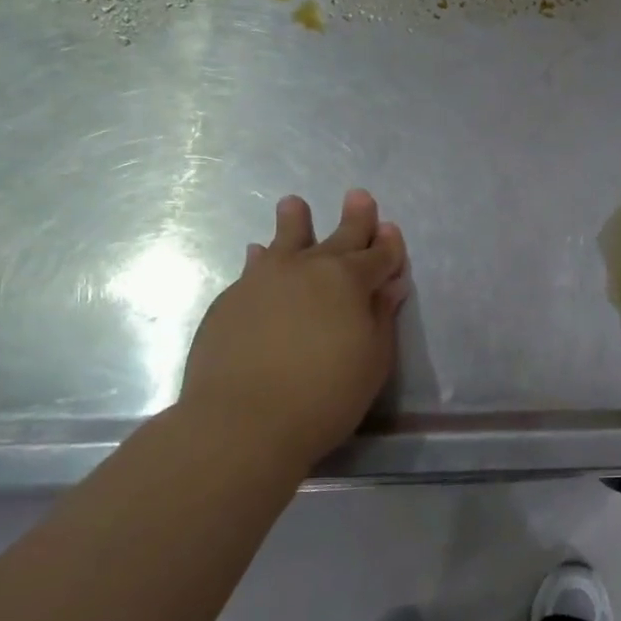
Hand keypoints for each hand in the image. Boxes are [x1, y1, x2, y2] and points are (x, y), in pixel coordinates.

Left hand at [179, 190, 408, 472]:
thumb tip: (389, 285)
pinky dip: (260, 258)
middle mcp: (309, 269)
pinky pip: (252, 268)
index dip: (388, 245)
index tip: (390, 229)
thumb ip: (381, 317)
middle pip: (339, 237)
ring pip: (285, 240)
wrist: (241, 423)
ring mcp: (265, 280)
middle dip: (355, 218)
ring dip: (295, 221)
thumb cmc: (324, 395)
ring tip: (293, 203)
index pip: (378, 255)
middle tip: (359, 196)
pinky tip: (257, 253)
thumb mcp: (373, 360)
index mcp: (350, 280)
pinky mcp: (231, 300)